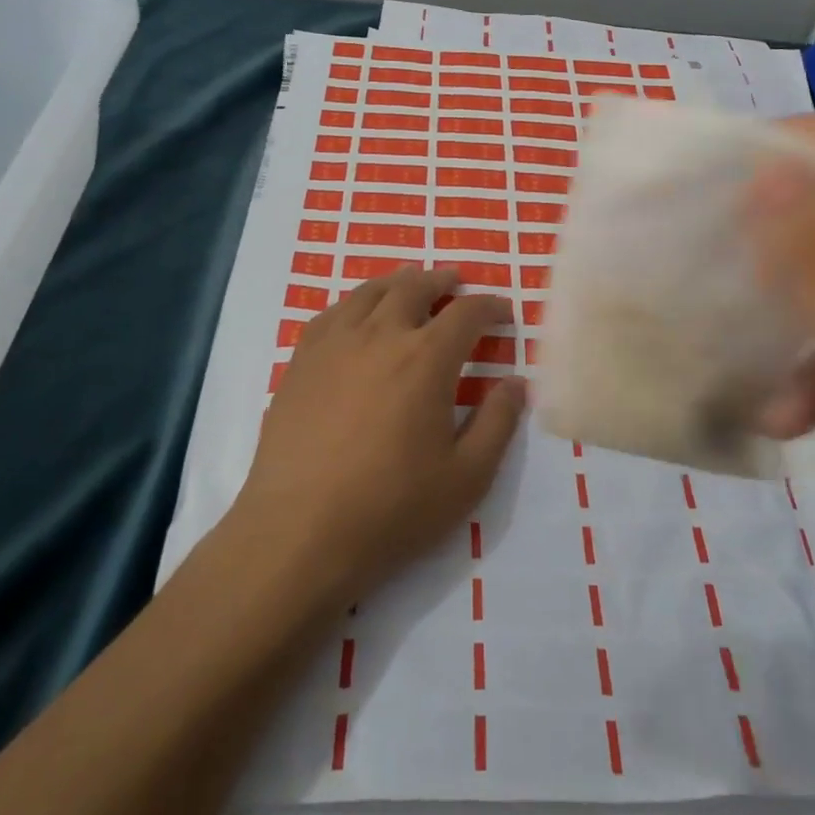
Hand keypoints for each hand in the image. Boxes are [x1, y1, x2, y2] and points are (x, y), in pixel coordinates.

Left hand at [232, 267, 525, 609]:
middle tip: (456, 283)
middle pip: (415, 287)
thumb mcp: (467, 477)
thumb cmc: (392, 509)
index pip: (467, 313)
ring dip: (398, 283)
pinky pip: (332, 313)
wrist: (299, 533)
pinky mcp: (301, 361)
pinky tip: (356, 315)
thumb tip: (515, 381)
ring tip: (410, 285)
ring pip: (370, 292)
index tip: (504, 312)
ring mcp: (334, 344)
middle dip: (442, 281)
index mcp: (426, 358)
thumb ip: (498, 423)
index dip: (491, 306)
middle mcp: (380, 335)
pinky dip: (355, 303)